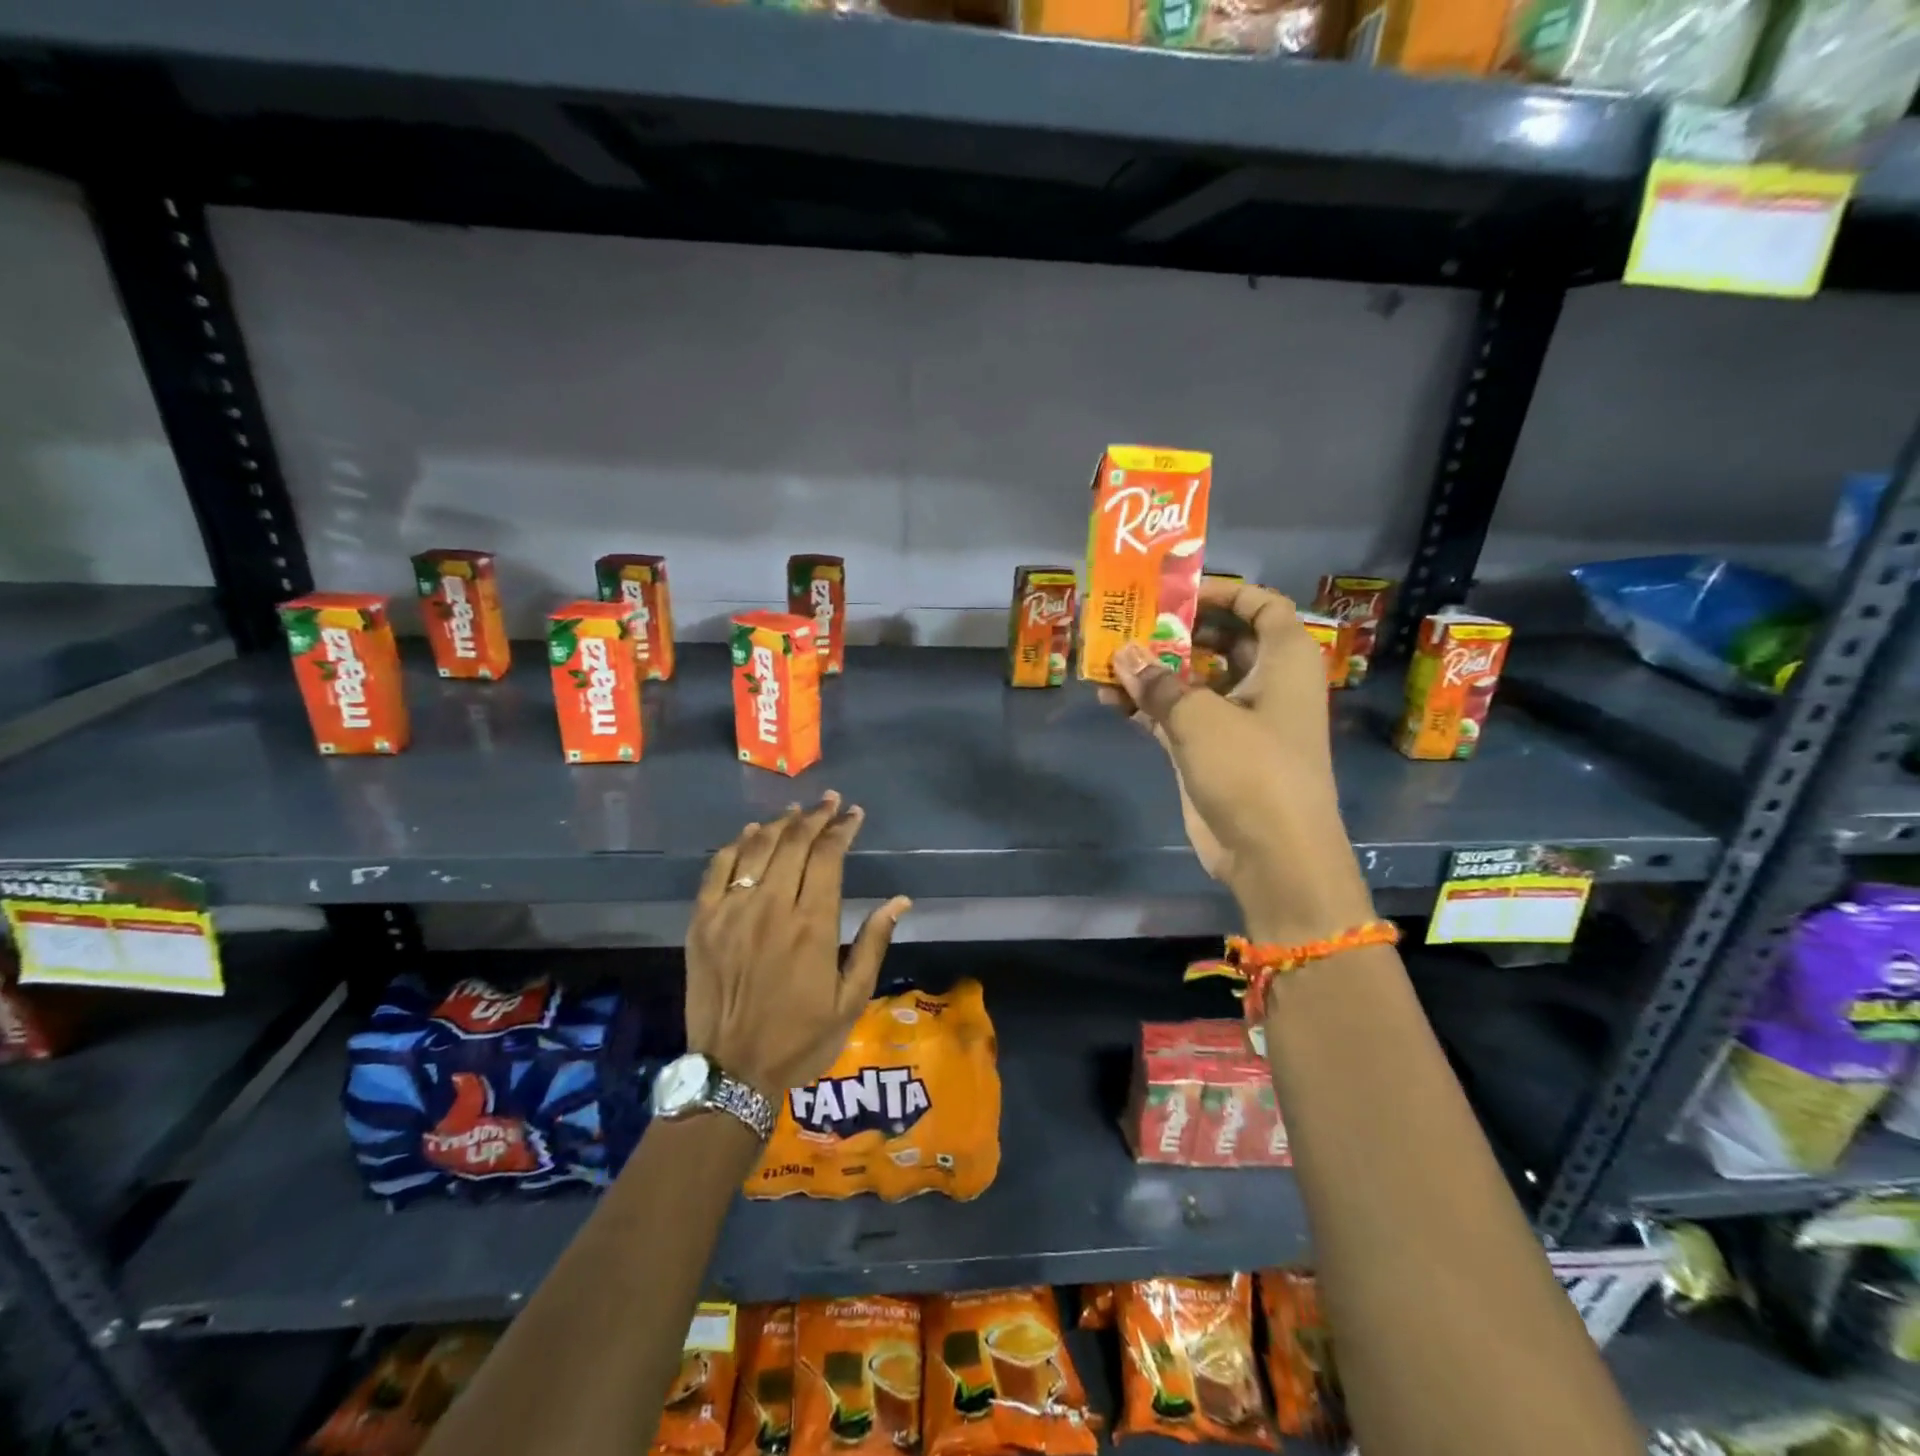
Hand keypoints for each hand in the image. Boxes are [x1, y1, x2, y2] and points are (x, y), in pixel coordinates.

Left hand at [685, 793, 910, 1101]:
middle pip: (793, 843)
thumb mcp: (851, 1000)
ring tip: (797, 811)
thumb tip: (900, 901)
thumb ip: (873, 944)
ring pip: (757, 848)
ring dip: (780, 823)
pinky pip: (717, 869)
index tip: (853, 814)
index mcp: (811, 925)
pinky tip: (750, 834)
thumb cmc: (800, 1039)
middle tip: (830, 801)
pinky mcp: (702, 922)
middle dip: (816, 816)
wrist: (731, 1073)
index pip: (827, 856)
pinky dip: (736, 845)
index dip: (842, 829)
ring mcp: (730, 912)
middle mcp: (770, 908)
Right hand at [1099, 580, 1373, 943]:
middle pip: (1221, 642)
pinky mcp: (1211, 752)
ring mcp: (1236, 721)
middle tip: (1130, 622)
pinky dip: (1147, 708)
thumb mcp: (1201, 716)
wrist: (1272, 855)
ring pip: (1192, 681)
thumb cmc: (1252, 769)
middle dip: (1176, 632)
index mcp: (1284, 662)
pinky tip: (1109, 700)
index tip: (1180, 592)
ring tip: (1107, 660)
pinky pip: (1176, 717)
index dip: (1227, 592)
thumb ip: (1158, 682)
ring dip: (1152, 672)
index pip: (1263, 607)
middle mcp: (1264, 685)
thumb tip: (1122, 654)